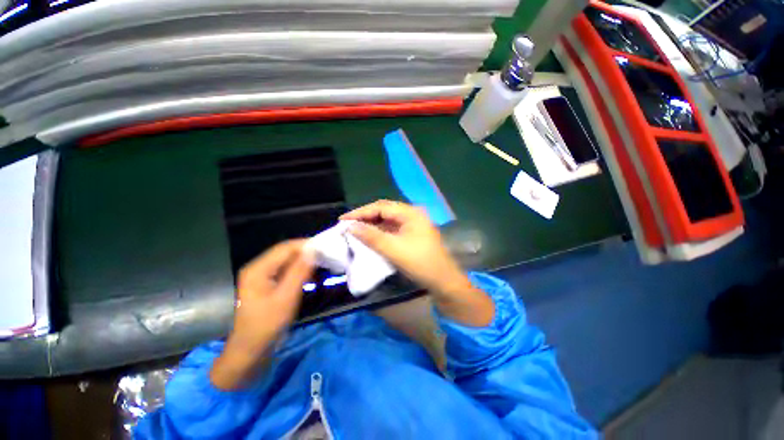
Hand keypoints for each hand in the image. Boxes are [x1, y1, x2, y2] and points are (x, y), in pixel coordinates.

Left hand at [211, 240, 313, 389]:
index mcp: (258, 269)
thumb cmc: (267, 324)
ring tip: (322, 262)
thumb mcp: (286, 297)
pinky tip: (311, 274)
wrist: (250, 350)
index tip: (326, 246)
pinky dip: (299, 270)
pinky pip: (286, 270)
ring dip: (304, 260)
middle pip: (286, 252)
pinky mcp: (267, 284)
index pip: (286, 247)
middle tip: (326, 254)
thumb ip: (299, 271)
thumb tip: (313, 250)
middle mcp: (258, 268)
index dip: (306, 244)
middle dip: (306, 252)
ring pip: (287, 261)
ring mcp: (262, 276)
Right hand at [340, 200, 471, 296]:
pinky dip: (380, 232)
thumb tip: (350, 226)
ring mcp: (413, 224)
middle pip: (384, 211)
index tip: (343, 219)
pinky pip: (392, 229)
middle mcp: (412, 214)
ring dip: (372, 224)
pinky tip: (370, 237)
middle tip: (348, 224)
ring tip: (355, 229)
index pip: (381, 207)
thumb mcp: (393, 249)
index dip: (361, 212)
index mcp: (410, 213)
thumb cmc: (420, 263)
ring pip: (388, 220)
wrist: (442, 281)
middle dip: (366, 217)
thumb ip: (371, 236)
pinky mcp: (412, 234)